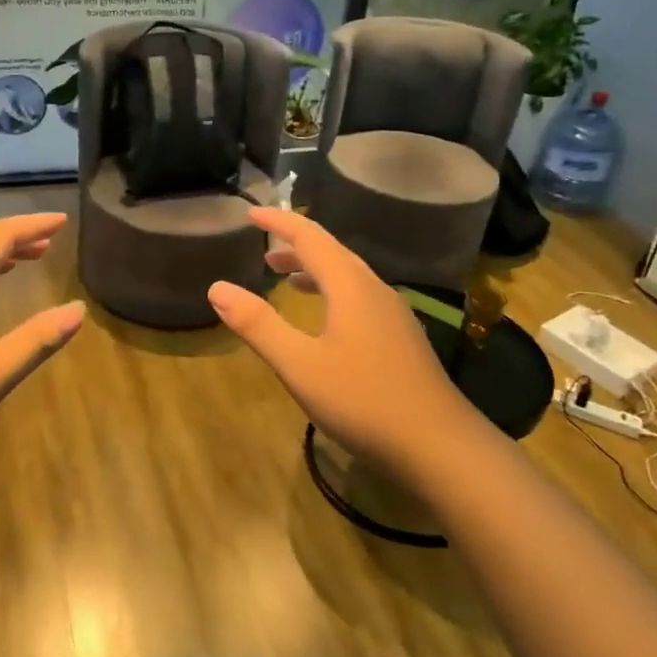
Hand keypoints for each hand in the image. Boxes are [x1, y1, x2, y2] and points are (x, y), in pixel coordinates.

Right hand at [208, 208, 477, 475]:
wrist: (439, 445)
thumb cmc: (363, 400)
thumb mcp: (300, 365)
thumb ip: (258, 325)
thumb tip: (217, 288)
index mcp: (350, 286)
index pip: (310, 237)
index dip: (279, 222)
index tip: (251, 212)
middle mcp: (374, 290)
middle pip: (332, 252)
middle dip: (295, 245)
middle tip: (263, 249)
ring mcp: (393, 314)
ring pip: (349, 276)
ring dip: (315, 270)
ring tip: (287, 279)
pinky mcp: (401, 338)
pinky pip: (360, 297)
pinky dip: (333, 292)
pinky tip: (326, 320)